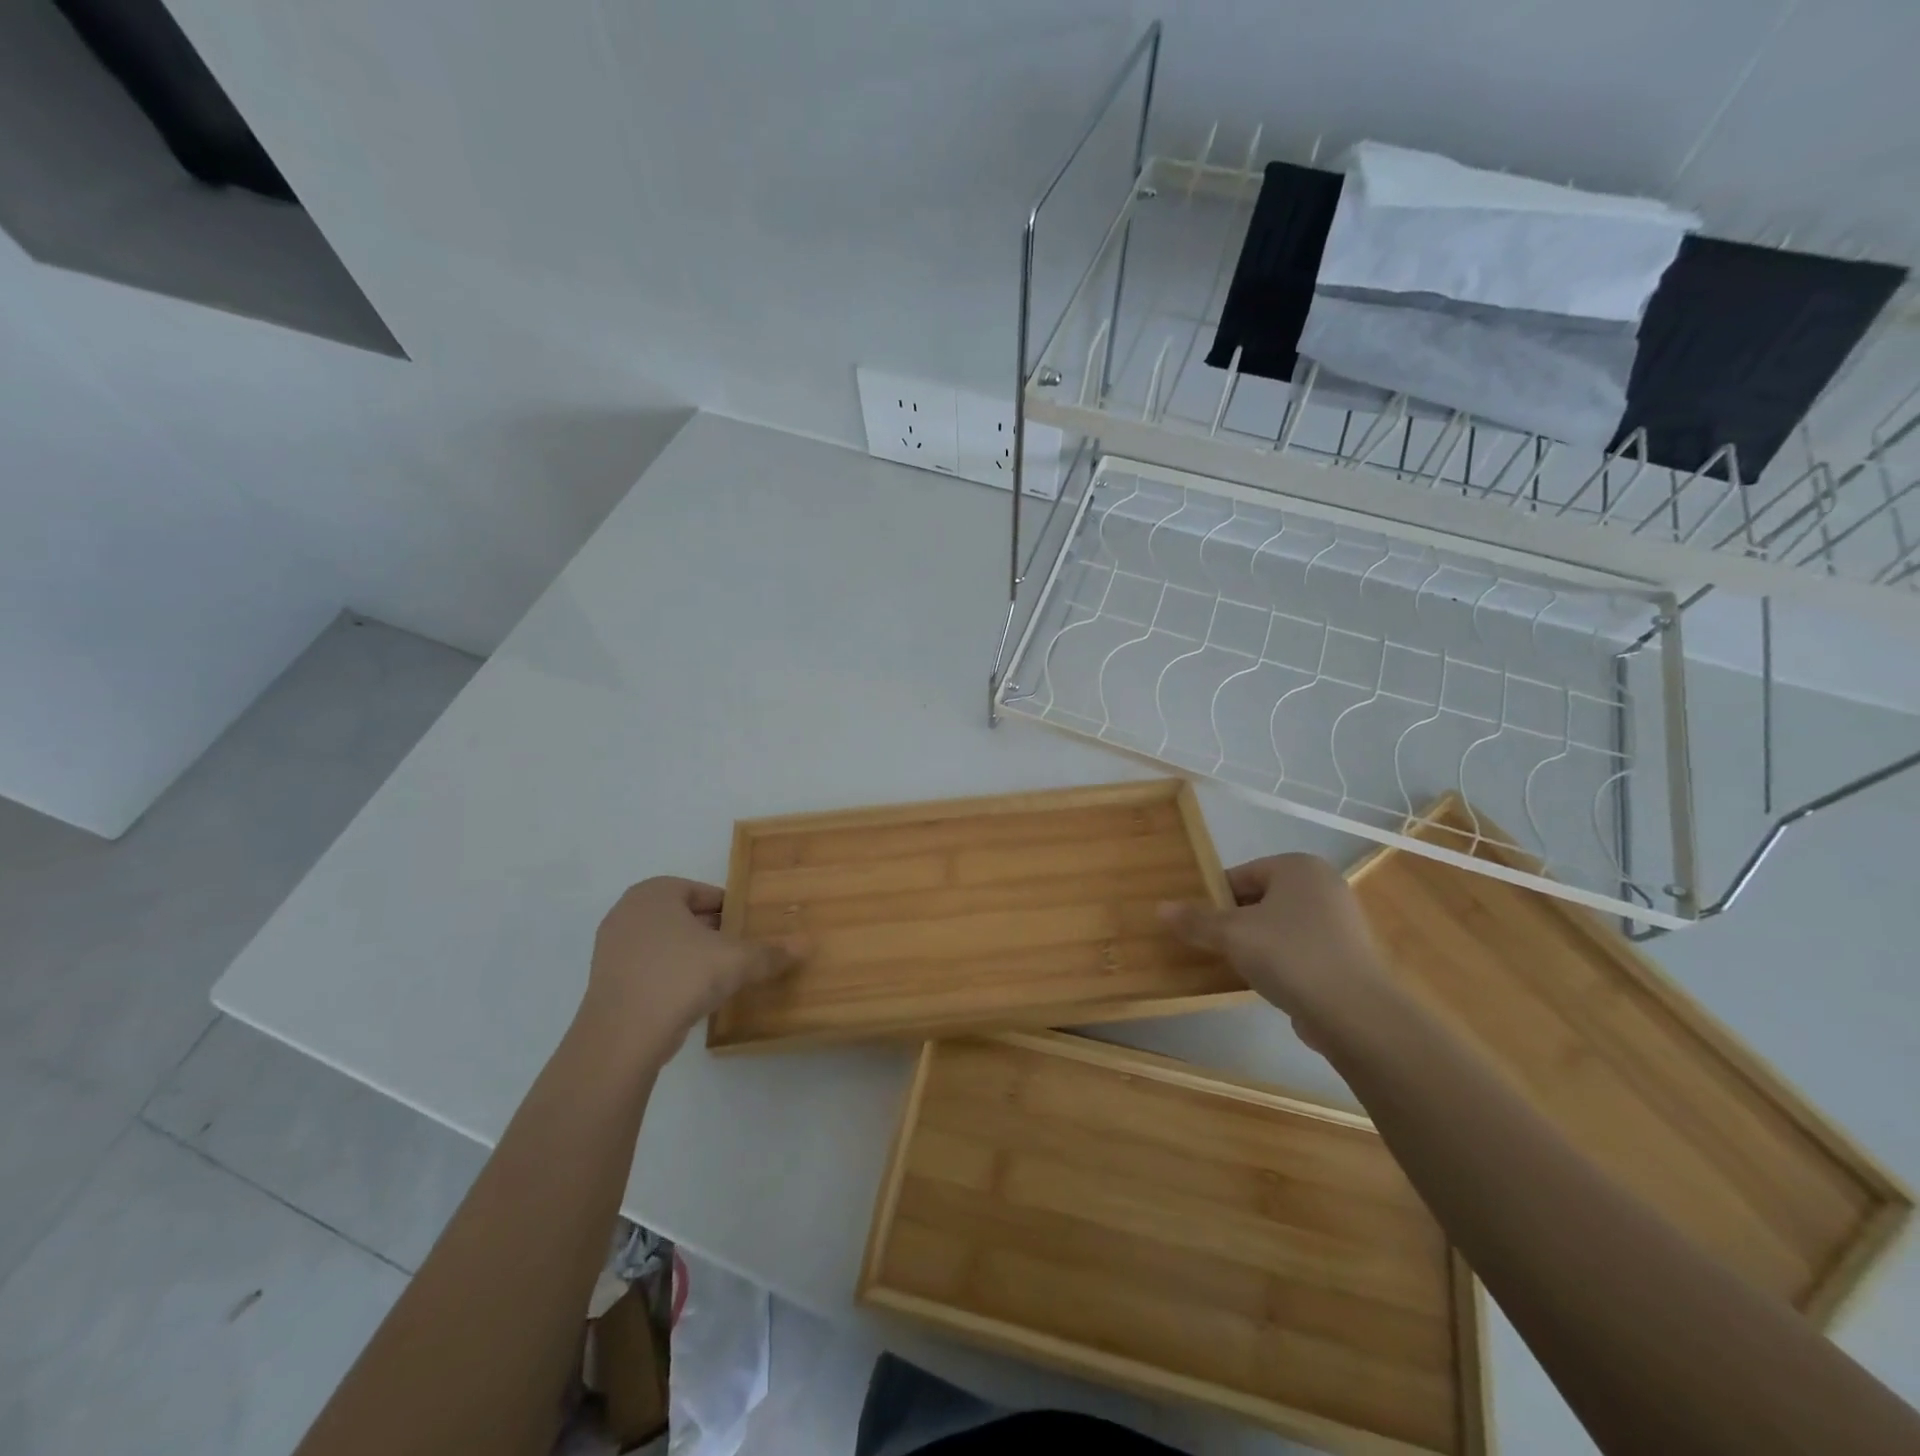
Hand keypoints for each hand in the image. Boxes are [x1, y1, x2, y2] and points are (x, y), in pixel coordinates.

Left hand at [577, 877, 797, 1063]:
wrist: (622, 1036)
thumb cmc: (680, 978)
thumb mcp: (736, 961)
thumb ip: (771, 952)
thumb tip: (807, 944)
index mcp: (655, 893)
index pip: (703, 893)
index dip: (730, 910)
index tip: (748, 928)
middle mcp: (628, 911)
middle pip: (683, 916)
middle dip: (711, 931)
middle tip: (739, 950)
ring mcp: (611, 947)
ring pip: (665, 943)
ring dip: (691, 955)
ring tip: (719, 975)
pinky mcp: (606, 981)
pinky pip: (649, 968)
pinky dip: (670, 976)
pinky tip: (692, 996)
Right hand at [1160, 854, 1391, 1051]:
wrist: (1355, 1013)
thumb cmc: (1289, 955)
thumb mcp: (1231, 934)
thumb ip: (1195, 920)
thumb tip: (1160, 908)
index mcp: (1298, 867)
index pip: (1242, 875)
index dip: (1215, 899)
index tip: (1200, 924)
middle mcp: (1324, 885)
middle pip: (1261, 898)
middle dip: (1236, 921)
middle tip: (1214, 946)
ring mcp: (1342, 921)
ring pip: (1281, 925)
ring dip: (1258, 943)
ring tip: (1237, 967)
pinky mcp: (1349, 955)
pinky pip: (1301, 949)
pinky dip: (1282, 961)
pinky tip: (1268, 983)